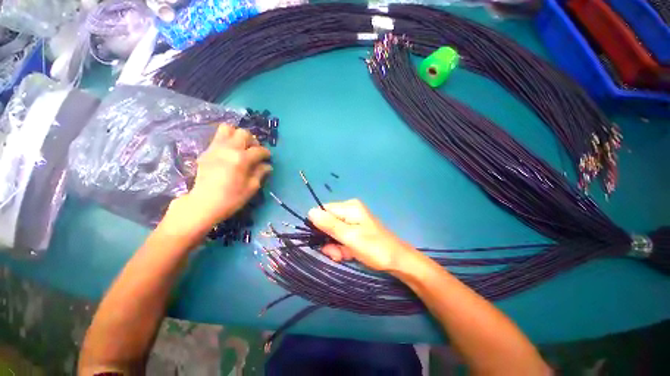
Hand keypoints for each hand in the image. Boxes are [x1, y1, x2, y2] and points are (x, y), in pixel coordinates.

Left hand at [165, 124, 271, 233]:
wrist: (204, 204)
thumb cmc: (231, 198)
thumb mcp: (252, 187)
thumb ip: (260, 173)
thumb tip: (267, 165)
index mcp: (241, 159)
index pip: (259, 150)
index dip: (266, 153)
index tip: (267, 158)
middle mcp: (228, 149)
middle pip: (243, 133)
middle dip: (252, 141)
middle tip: (254, 151)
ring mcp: (215, 148)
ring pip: (227, 129)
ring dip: (237, 135)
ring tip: (240, 147)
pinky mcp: (207, 151)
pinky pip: (218, 138)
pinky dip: (227, 141)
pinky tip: (229, 153)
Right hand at [308, 199, 417, 271]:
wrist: (398, 262)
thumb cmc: (375, 248)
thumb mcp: (350, 237)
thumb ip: (329, 225)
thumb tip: (310, 212)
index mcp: (349, 207)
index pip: (323, 211)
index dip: (319, 227)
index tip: (322, 242)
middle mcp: (350, 211)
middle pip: (328, 223)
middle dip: (329, 240)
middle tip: (336, 253)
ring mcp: (353, 221)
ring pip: (333, 233)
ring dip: (335, 247)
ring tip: (343, 256)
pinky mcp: (356, 231)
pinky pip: (342, 238)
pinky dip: (342, 248)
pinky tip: (348, 255)